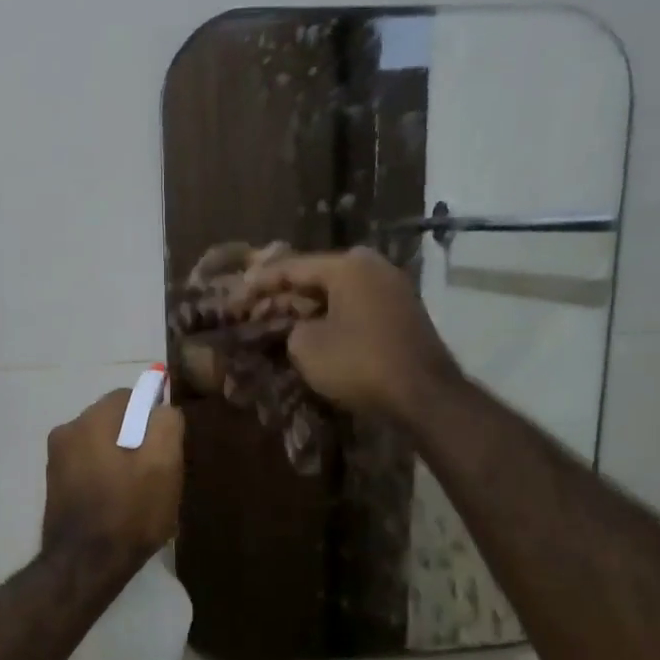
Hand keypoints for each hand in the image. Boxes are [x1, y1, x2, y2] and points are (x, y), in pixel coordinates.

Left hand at [41, 389, 184, 566]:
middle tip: (159, 474)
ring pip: (104, 446)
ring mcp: (57, 460)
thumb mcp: (163, 464)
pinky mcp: (56, 485)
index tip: (168, 449)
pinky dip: (108, 478)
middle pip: (116, 422)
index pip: (131, 397)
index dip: (155, 418)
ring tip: (141, 495)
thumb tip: (162, 409)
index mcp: (90, 420)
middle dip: (139, 441)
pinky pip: (91, 468)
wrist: (85, 566)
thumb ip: (167, 424)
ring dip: (124, 462)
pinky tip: (121, 505)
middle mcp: (67, 431)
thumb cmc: (129, 512)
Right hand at [239, 248, 460, 423]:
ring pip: (336, 293)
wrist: (423, 394)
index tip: (236, 293)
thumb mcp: (306, 346)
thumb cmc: (359, 363)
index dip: (259, 282)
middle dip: (284, 294)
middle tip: (254, 307)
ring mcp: (392, 289)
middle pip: (316, 277)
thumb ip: (290, 326)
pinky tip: (311, 330)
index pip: (292, 266)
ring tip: (277, 319)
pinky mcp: (401, 313)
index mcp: (348, 265)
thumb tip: (297, 326)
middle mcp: (373, 267)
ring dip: (307, 307)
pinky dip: (330, 317)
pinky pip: (354, 307)